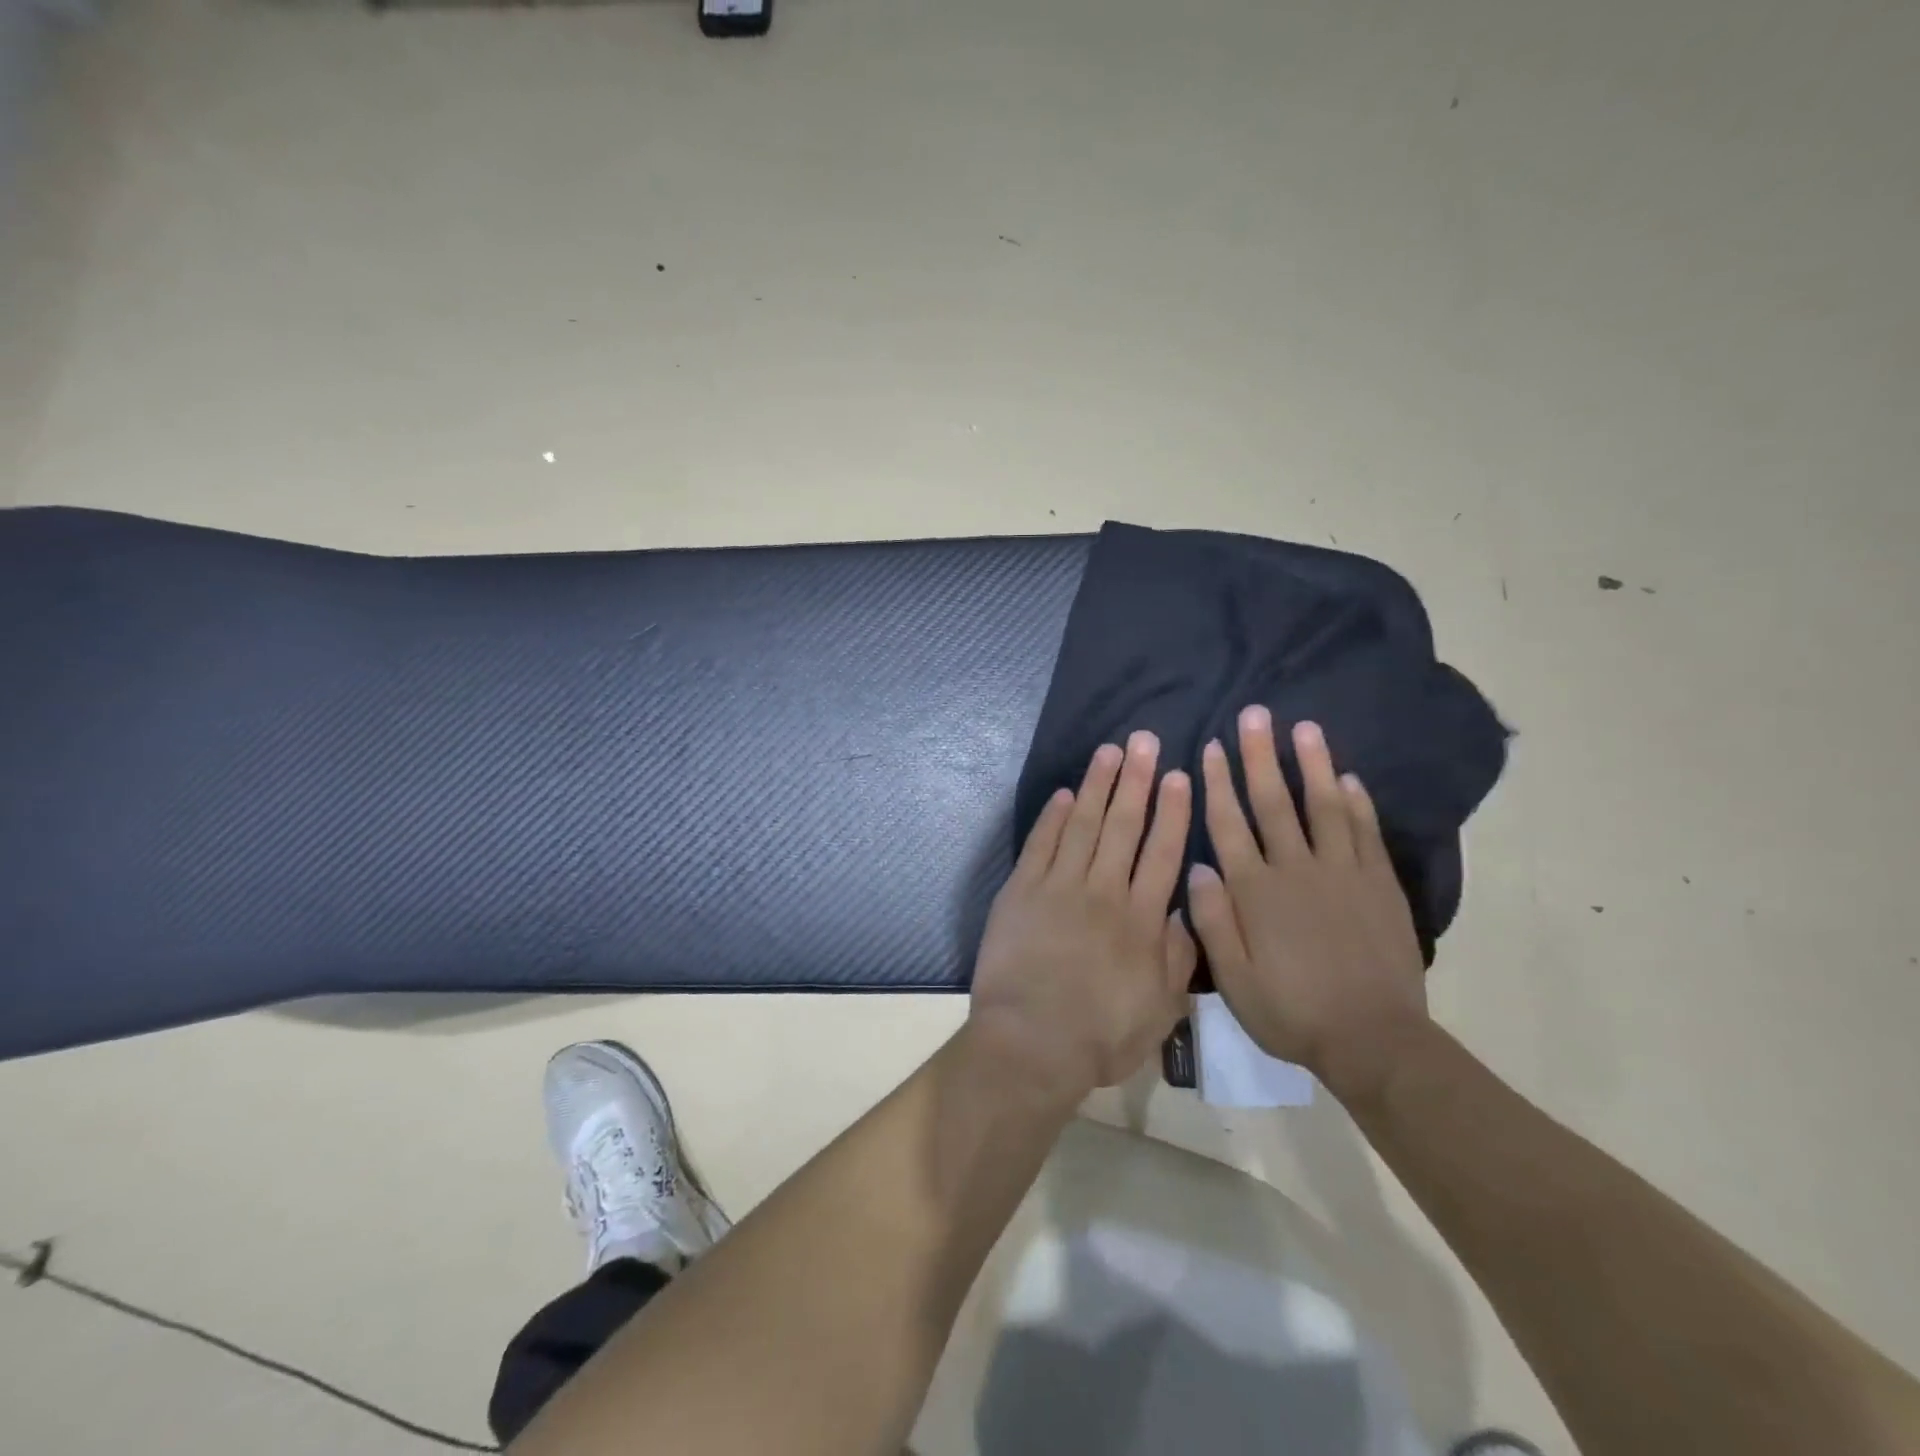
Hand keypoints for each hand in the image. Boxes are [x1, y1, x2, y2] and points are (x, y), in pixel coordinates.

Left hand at [968, 732, 1196, 1104]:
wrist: (1031, 1044)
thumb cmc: (1100, 1036)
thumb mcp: (1161, 1010)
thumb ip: (1177, 958)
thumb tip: (1183, 912)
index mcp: (1141, 919)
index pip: (1163, 852)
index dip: (1172, 812)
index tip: (1178, 776)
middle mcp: (1104, 892)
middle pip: (1124, 826)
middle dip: (1136, 781)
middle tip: (1144, 741)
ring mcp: (1059, 887)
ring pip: (1083, 825)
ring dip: (1097, 786)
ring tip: (1109, 751)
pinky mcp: (1022, 891)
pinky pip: (1040, 845)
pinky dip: (1052, 818)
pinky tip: (1064, 794)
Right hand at [1186, 706, 1429, 1103]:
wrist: (1375, 1040)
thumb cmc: (1293, 1011)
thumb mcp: (1235, 980)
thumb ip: (1213, 921)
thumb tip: (1198, 867)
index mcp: (1256, 892)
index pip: (1230, 825)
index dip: (1218, 783)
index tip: (1210, 747)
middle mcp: (1297, 870)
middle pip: (1274, 802)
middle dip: (1260, 756)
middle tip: (1253, 715)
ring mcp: (1343, 873)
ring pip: (1324, 806)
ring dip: (1312, 765)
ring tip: (1303, 727)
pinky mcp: (1379, 885)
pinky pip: (1366, 833)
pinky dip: (1357, 803)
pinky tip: (1348, 778)